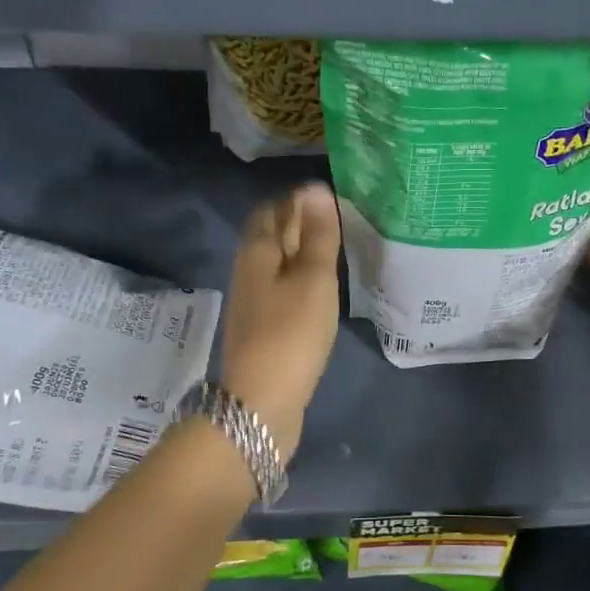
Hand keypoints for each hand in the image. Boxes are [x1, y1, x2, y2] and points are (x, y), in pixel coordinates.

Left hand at [218, 182, 341, 458]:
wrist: (262, 402)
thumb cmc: (291, 332)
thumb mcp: (313, 279)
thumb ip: (318, 235)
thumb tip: (316, 188)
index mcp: (257, 251)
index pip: (273, 208)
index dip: (299, 199)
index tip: (334, 197)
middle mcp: (248, 270)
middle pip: (272, 235)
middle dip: (301, 223)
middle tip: (341, 220)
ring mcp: (253, 301)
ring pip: (277, 263)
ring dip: (303, 252)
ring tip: (337, 249)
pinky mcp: (263, 326)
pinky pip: (282, 288)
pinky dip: (302, 279)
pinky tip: (323, 288)